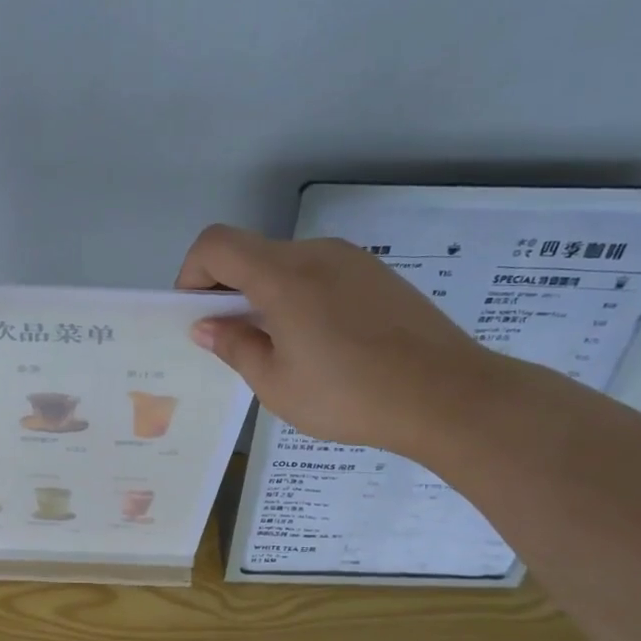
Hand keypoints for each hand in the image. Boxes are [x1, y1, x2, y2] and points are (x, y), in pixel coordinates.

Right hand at [176, 224, 502, 458]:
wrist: (448, 396)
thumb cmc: (349, 395)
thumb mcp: (276, 383)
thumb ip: (235, 346)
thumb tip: (207, 325)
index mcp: (283, 275)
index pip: (216, 244)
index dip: (192, 273)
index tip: (198, 316)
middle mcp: (316, 253)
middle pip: (251, 253)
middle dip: (228, 290)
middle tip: (235, 341)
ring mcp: (353, 260)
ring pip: (286, 265)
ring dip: (265, 295)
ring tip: (282, 348)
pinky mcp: (378, 275)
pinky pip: (321, 275)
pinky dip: (300, 297)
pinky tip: (322, 344)